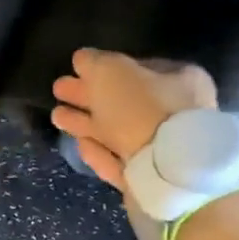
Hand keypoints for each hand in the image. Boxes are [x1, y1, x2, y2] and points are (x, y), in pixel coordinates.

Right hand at [50, 48, 216, 192]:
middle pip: (125, 102)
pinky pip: (120, 161)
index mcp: (181, 81)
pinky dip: (99, 152)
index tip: (77, 70)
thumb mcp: (111, 72)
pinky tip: (80, 145)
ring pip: (119, 133)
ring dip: (87, 124)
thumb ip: (94, 62)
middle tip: (59, 91)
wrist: (165, 175)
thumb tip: (83, 59)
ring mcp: (166, 150)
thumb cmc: (141, 110)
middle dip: (89, 97)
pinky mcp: (151, 180)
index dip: (106, 67)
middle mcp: (178, 114)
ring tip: (57, 117)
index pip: (140, 67)